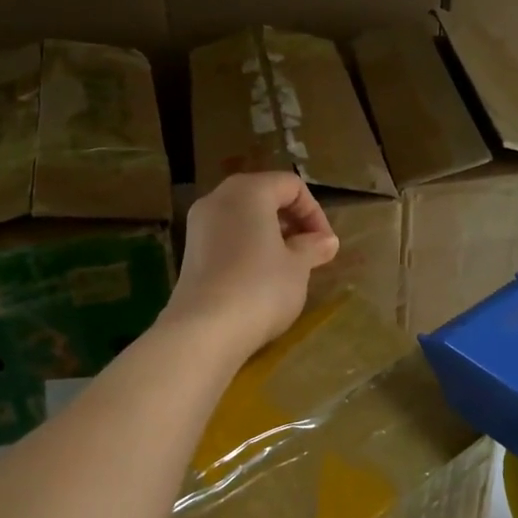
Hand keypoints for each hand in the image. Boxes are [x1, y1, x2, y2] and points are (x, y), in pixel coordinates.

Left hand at [162, 172, 339, 359]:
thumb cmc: (260, 288)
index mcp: (248, 191)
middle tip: (310, 253)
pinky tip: (260, 278)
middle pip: (264, 196)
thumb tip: (327, 241)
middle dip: (292, 222)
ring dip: (271, 236)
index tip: (326, 245)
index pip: (291, 186)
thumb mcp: (297, 267)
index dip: (315, 213)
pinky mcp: (190, 252)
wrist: (204, 331)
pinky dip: (248, 247)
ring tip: (288, 267)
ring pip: (244, 217)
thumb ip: (312, 247)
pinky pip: (227, 237)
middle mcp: (219, 198)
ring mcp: (199, 225)